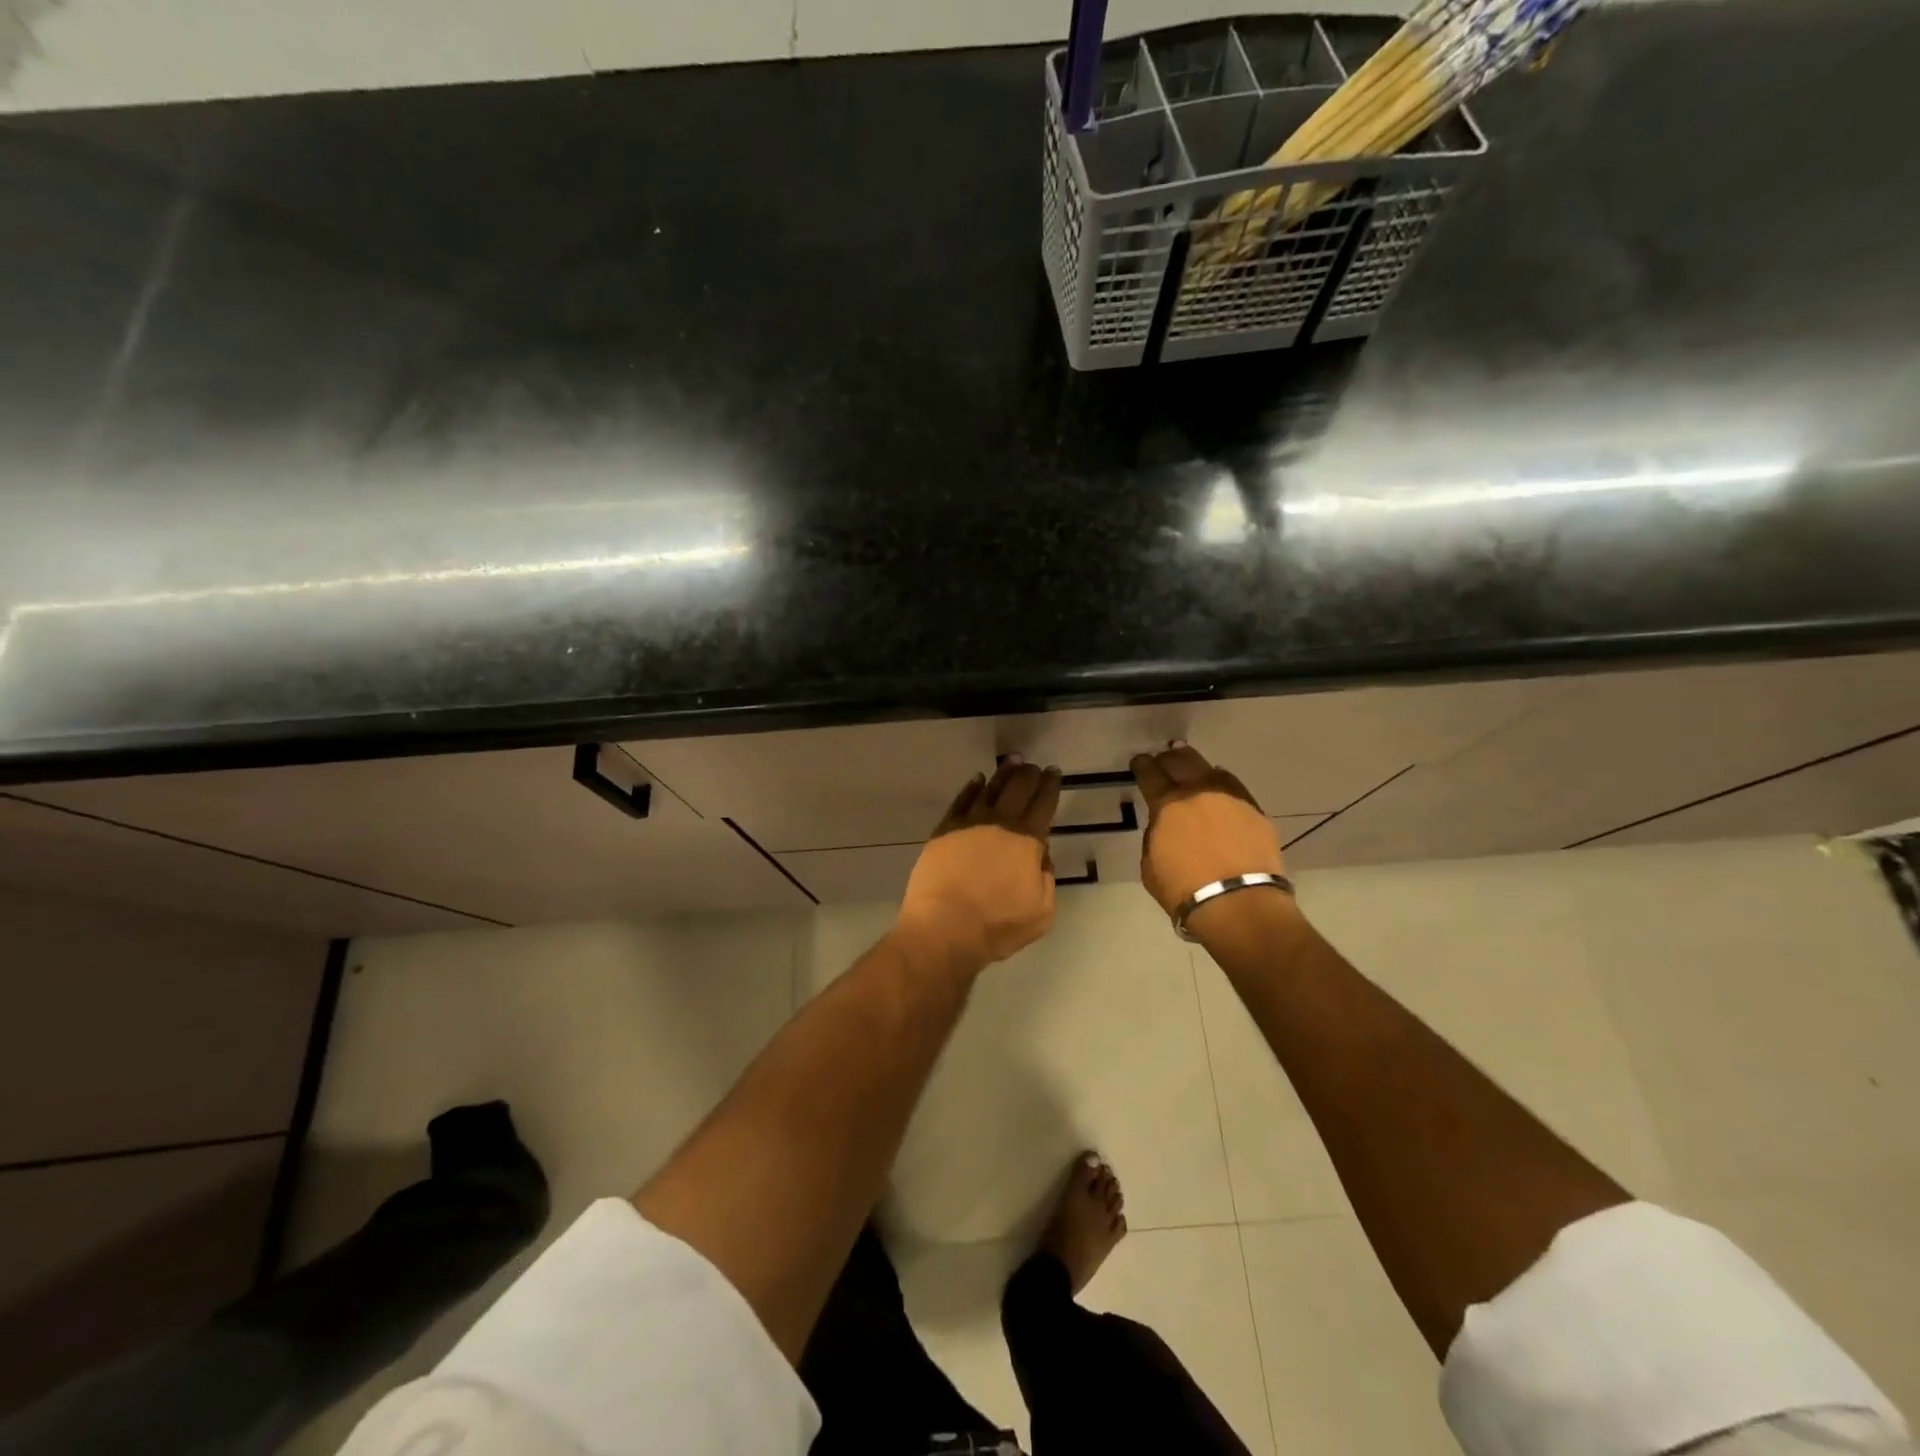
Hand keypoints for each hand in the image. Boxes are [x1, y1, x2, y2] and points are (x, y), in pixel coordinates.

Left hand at [897, 758, 1063, 970]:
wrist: (944, 927)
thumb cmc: (997, 924)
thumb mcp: (1042, 911)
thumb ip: (1047, 877)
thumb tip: (1040, 856)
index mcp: (1026, 840)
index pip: (1043, 804)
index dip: (1050, 786)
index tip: (1053, 772)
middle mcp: (999, 824)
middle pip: (1017, 789)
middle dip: (1028, 774)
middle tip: (1033, 765)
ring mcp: (968, 824)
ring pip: (990, 789)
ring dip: (1003, 774)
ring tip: (1012, 762)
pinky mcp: (944, 831)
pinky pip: (961, 801)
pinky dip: (971, 788)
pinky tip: (978, 780)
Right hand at [1131, 742, 1285, 917]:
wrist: (1238, 904)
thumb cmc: (1184, 891)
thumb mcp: (1150, 865)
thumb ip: (1156, 837)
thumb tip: (1165, 826)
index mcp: (1167, 806)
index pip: (1150, 775)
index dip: (1142, 766)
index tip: (1140, 762)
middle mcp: (1198, 793)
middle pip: (1182, 762)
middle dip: (1170, 758)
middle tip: (1165, 758)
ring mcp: (1230, 799)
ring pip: (1211, 770)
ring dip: (1198, 767)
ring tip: (1193, 768)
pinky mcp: (1255, 811)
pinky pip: (1234, 788)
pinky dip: (1223, 784)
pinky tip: (1220, 788)